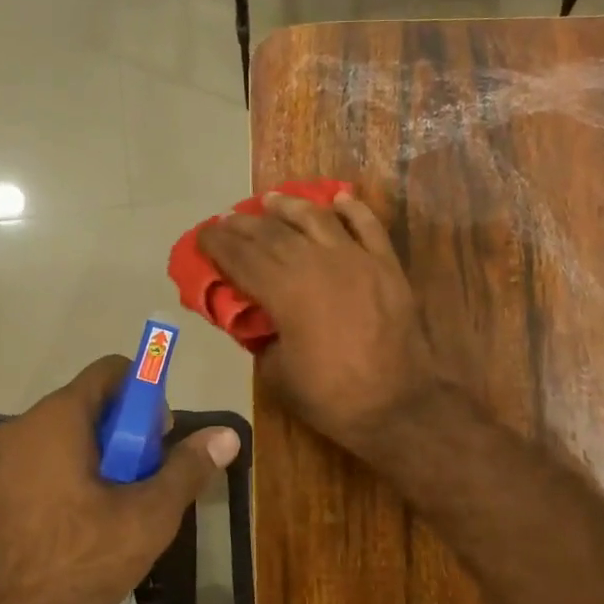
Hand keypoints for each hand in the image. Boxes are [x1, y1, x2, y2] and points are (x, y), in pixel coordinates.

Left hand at [0, 357, 239, 603]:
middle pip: (89, 405)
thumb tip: (227, 434)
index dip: (147, 394)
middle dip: (126, 434)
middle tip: (144, 482)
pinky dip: (67, 479)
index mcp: (58, 419)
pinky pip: (39, 466)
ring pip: (64, 439)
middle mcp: (21, 427)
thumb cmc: (74, 563)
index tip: (160, 439)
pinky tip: (78, 530)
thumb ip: (187, 469)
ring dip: (98, 460)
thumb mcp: (147, 518)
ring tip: (116, 512)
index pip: (112, 371)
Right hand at [200, 191, 440, 455]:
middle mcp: (318, 263)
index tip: (203, 234)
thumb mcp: (277, 374)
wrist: (399, 404)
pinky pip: (367, 225)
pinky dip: (351, 208)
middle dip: (245, 224)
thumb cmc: (332, 397)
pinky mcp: (386, 264)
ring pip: (317, 218)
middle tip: (227, 219)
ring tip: (271, 200)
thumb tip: (257, 318)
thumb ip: (262, 337)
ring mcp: (357, 259)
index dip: (218, 243)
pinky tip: (338, 199)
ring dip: (290, 206)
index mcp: (286, 292)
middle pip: (274, 233)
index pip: (242, 258)